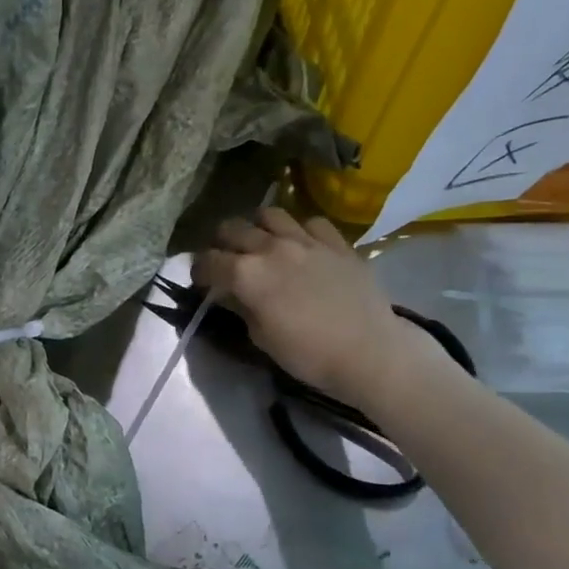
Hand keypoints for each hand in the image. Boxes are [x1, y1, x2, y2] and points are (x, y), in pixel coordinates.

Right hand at [192, 207, 432, 402]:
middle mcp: (271, 248)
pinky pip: (311, 222)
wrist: (370, 353)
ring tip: (261, 243)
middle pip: (232, 228)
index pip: (208, 261)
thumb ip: (240, 307)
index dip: (198, 270)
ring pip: (269, 214)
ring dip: (257, 227)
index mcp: (246, 274)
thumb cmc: (308, 354)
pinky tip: (302, 246)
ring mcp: (306, 241)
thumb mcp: (261, 337)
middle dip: (221, 242)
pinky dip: (299, 231)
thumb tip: (227, 292)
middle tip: (226, 260)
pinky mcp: (337, 243)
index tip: (201, 281)